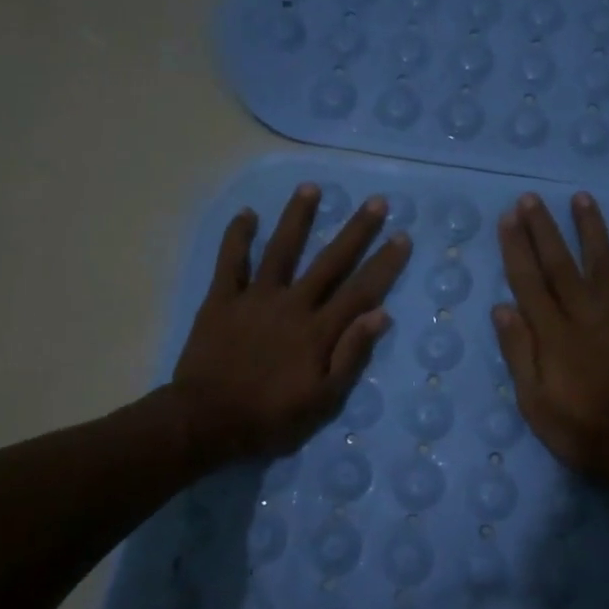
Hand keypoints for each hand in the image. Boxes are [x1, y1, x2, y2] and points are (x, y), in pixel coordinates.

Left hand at [172, 183, 410, 463]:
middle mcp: (292, 304)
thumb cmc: (270, 417)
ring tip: (311, 188)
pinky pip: (230, 262)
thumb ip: (350, 356)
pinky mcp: (221, 300)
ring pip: (281, 250)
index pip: (360, 291)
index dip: (384, 264)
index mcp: (318, 331)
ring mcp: (255, 298)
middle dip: (355, 231)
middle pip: (329, 261)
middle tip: (376, 201)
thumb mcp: (322, 400)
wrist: (206, 420)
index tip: (402, 237)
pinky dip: (237, 237)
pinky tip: (247, 214)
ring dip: (297, 218)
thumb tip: (380, 315)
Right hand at [492, 191, 608, 496]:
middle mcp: (586, 316)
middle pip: (561, 265)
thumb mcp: (536, 405)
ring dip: (592, 230)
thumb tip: (502, 307)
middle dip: (544, 230)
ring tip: (582, 199)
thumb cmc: (585, 433)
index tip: (508, 219)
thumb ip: (520, 354)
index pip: (529, 283)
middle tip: (531, 198)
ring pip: (605, 264)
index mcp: (555, 336)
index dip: (517, 249)